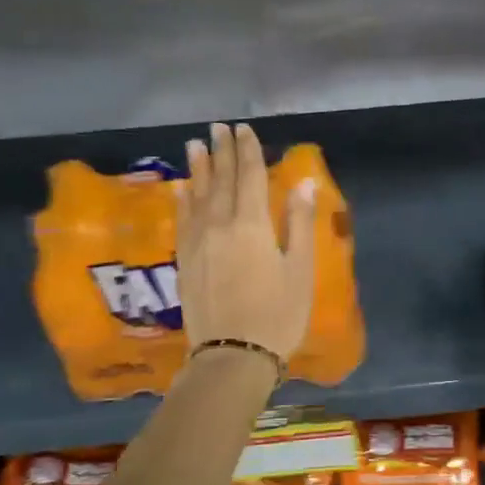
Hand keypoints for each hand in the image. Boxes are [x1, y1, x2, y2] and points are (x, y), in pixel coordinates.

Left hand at [176, 123, 316, 365]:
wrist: (232, 356)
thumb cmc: (277, 315)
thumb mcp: (299, 270)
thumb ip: (299, 223)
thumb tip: (303, 182)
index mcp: (252, 225)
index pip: (249, 177)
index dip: (248, 151)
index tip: (244, 129)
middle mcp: (219, 225)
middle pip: (222, 180)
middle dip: (222, 152)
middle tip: (218, 127)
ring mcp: (198, 242)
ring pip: (197, 195)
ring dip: (198, 169)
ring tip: (195, 145)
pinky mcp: (185, 260)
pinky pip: (181, 220)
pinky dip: (182, 200)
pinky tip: (181, 188)